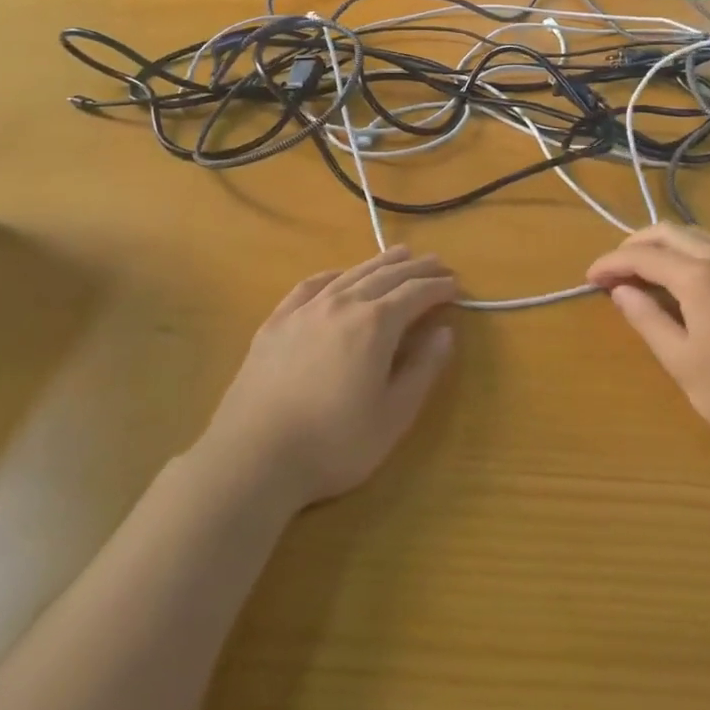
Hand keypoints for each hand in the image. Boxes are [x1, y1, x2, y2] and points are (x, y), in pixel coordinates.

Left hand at [198, 247, 457, 512]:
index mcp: (375, 324)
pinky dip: (333, 275)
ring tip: (399, 254)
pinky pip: (311, 286)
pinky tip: (338, 276)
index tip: (455, 285)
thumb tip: (445, 332)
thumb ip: (422, 369)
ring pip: (350, 274)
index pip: (415, 293)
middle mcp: (342, 304)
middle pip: (386, 275)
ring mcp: (305, 310)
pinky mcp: (276, 322)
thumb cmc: (333, 443)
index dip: (438, 287)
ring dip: (379, 262)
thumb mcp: (393, 415)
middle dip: (415, 268)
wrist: (254, 456)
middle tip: (437, 263)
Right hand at [587, 224, 709, 459]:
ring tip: (645, 270)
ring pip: (698, 234)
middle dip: (635, 244)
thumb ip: (647, 320)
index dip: (611, 263)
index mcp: (699, 277)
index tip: (589, 278)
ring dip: (665, 244)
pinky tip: (689, 275)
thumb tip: (620, 290)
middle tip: (613, 269)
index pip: (643, 256)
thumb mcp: (682, 362)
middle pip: (670, 232)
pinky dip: (693, 250)